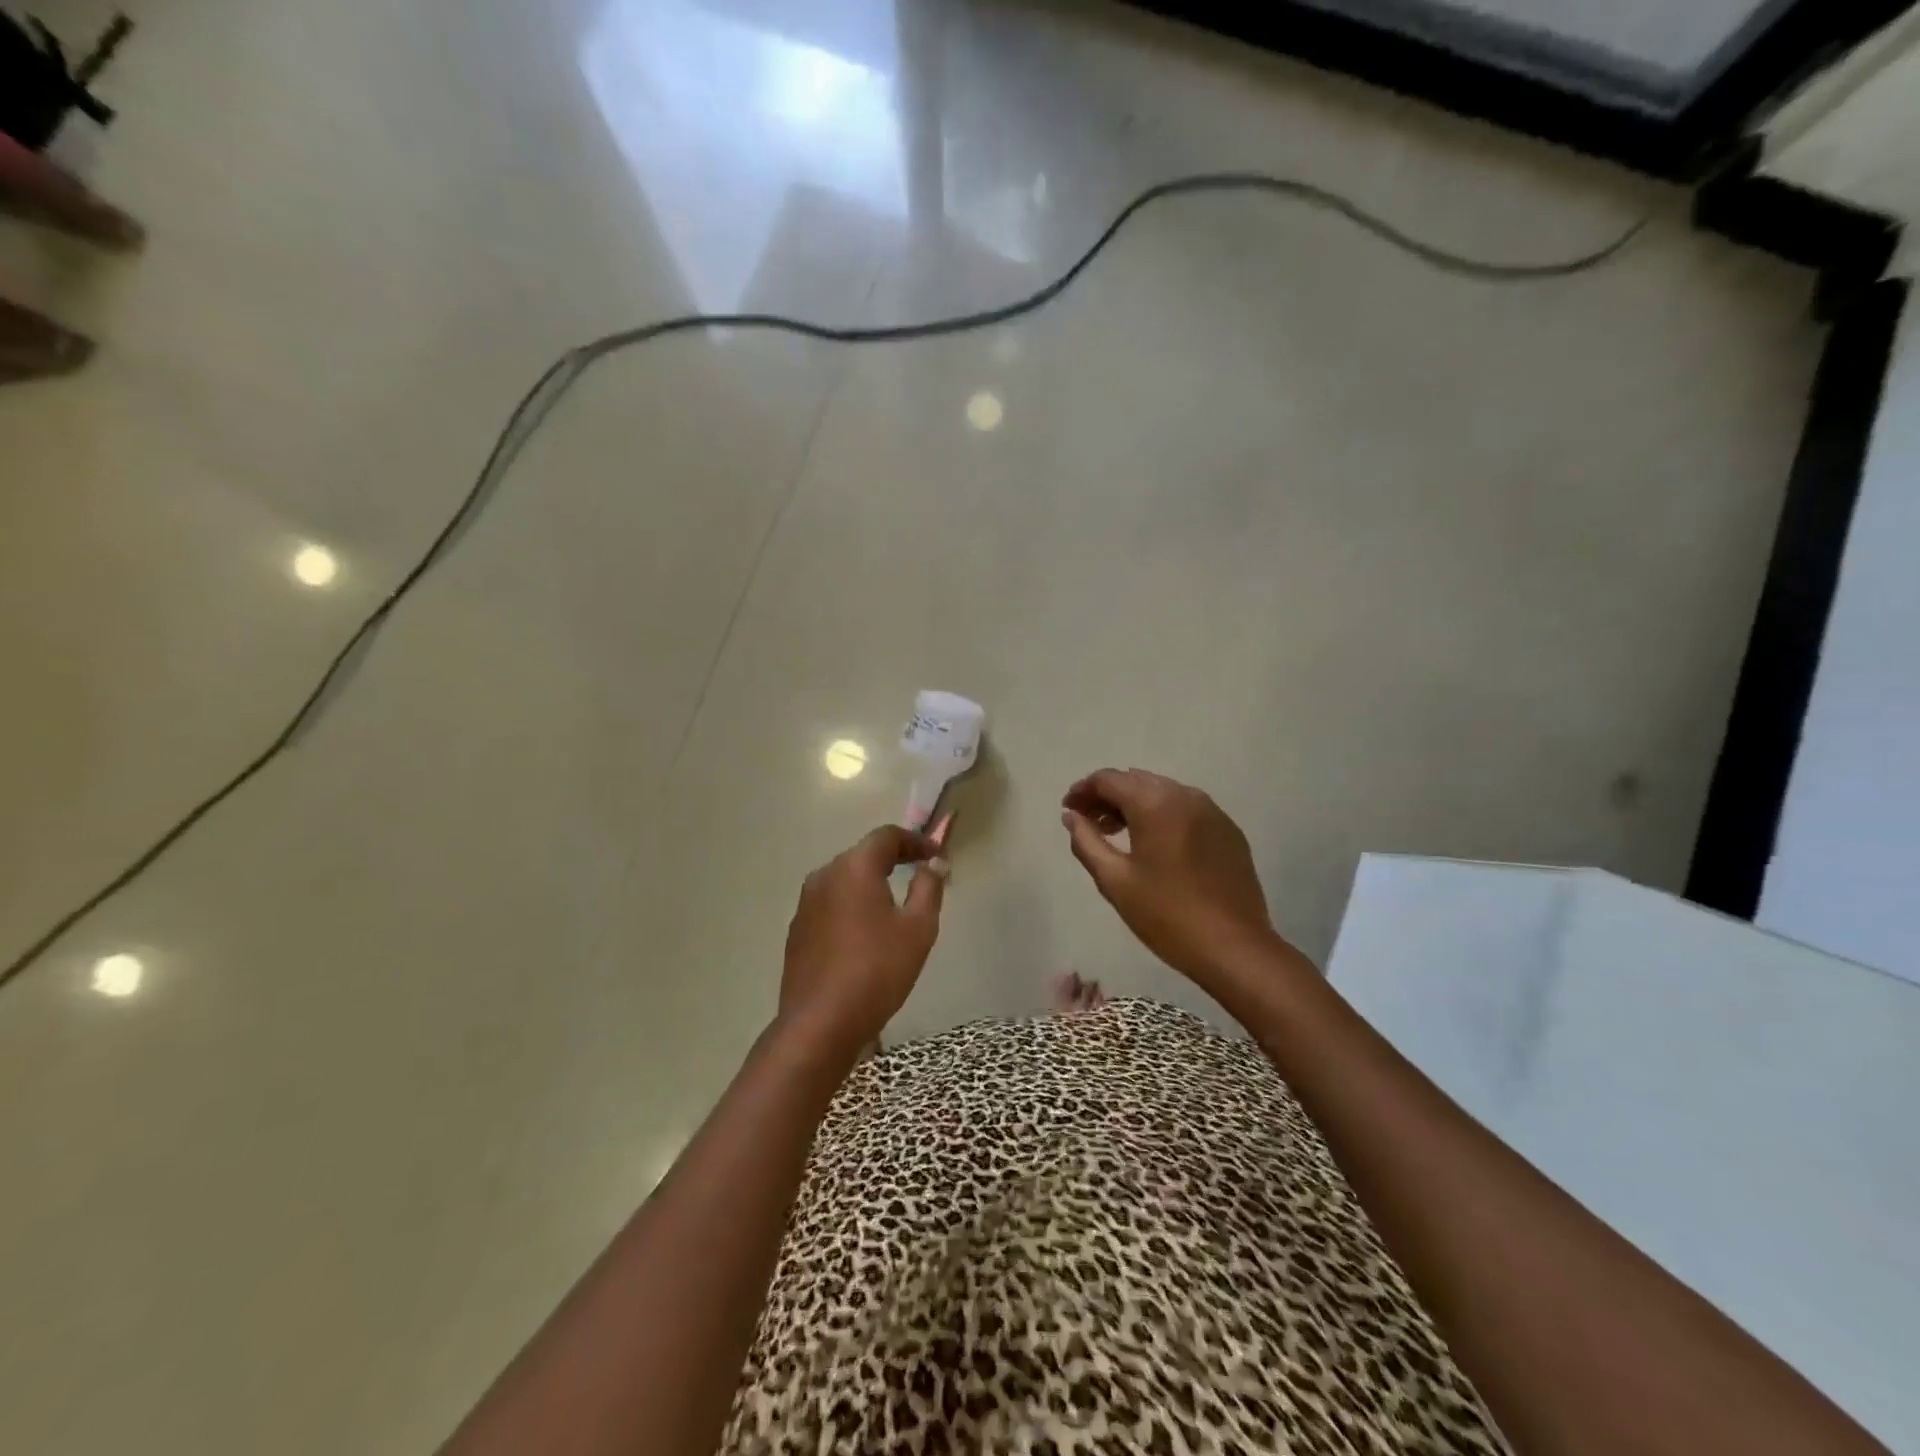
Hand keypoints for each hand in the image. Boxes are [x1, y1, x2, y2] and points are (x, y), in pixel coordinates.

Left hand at [778, 825, 947, 1060]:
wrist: (820, 1023)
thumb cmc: (877, 970)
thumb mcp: (918, 928)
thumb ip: (929, 888)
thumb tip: (934, 864)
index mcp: (854, 868)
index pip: (887, 837)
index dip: (915, 841)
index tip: (936, 854)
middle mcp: (824, 876)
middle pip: (863, 855)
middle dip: (893, 860)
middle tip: (920, 874)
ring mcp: (805, 904)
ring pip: (844, 881)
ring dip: (870, 884)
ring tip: (895, 905)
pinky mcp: (797, 930)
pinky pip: (831, 905)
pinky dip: (852, 906)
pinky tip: (865, 933)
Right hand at [1061, 768, 1275, 987]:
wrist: (1234, 948)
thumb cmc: (1166, 915)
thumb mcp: (1115, 880)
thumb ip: (1086, 841)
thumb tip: (1071, 816)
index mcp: (1155, 803)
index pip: (1109, 779)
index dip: (1082, 790)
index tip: (1068, 810)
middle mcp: (1185, 796)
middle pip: (1136, 781)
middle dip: (1107, 796)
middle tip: (1088, 823)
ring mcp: (1211, 811)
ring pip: (1162, 792)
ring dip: (1134, 804)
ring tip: (1115, 833)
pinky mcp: (1228, 830)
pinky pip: (1185, 809)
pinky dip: (1161, 815)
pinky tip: (1153, 844)